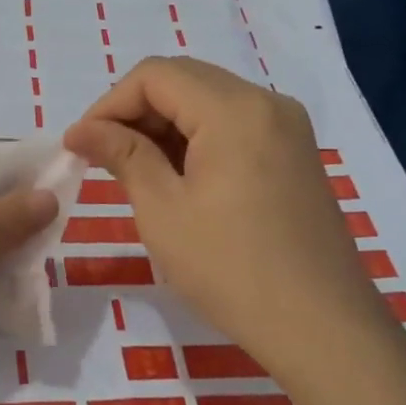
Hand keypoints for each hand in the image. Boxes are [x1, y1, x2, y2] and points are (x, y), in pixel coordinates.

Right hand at [64, 57, 391, 378]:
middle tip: (102, 156)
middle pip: (183, 80)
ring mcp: (287, 128)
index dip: (109, 104)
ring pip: (207, 101)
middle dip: (134, 111)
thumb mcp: (163, 210)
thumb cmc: (232, 269)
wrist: (324, 329)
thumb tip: (81, 130)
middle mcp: (266, 103)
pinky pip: (233, 124)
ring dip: (163, 125)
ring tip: (134, 171)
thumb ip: (122, 155)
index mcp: (234, 109)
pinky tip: (176, 178)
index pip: (154, 75)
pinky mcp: (294, 154)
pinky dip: (195, 139)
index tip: (81, 145)